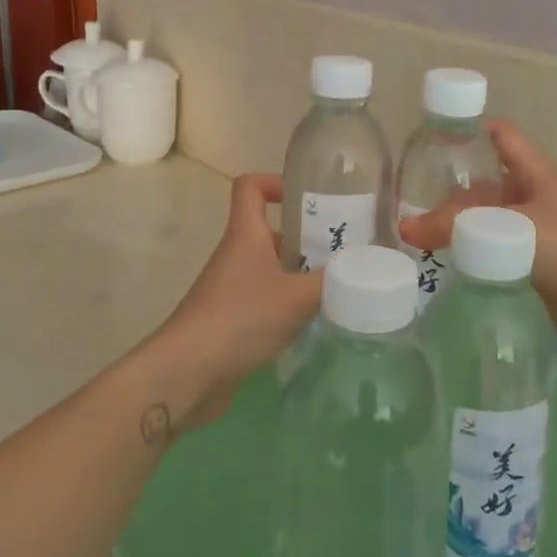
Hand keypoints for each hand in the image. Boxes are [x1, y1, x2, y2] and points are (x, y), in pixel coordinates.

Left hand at [144, 173, 321, 430]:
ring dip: (300, 275)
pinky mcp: (231, 322)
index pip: (250, 186)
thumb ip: (337, 280)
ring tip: (338, 288)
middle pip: (270, 231)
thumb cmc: (241, 318)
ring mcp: (230, 290)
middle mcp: (236, 255)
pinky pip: (265, 302)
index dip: (276, 182)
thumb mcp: (299, 296)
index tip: (309, 198)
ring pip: (270, 269)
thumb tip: (369, 269)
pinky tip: (315, 323)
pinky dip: (289, 307)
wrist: (188, 374)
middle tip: (344, 250)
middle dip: (306, 238)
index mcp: (246, 234)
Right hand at [398, 120, 556, 365]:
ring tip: (417, 239)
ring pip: (489, 223)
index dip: (470, 130)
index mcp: (536, 173)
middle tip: (409, 204)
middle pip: (487, 184)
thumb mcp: (510, 229)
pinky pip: (496, 257)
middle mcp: (535, 198)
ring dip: (460, 229)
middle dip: (452, 192)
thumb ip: (455, 228)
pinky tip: (445, 269)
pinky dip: (473, 259)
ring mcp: (537, 236)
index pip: (501, 136)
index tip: (431, 141)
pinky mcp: (537, 271)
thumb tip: (405, 229)